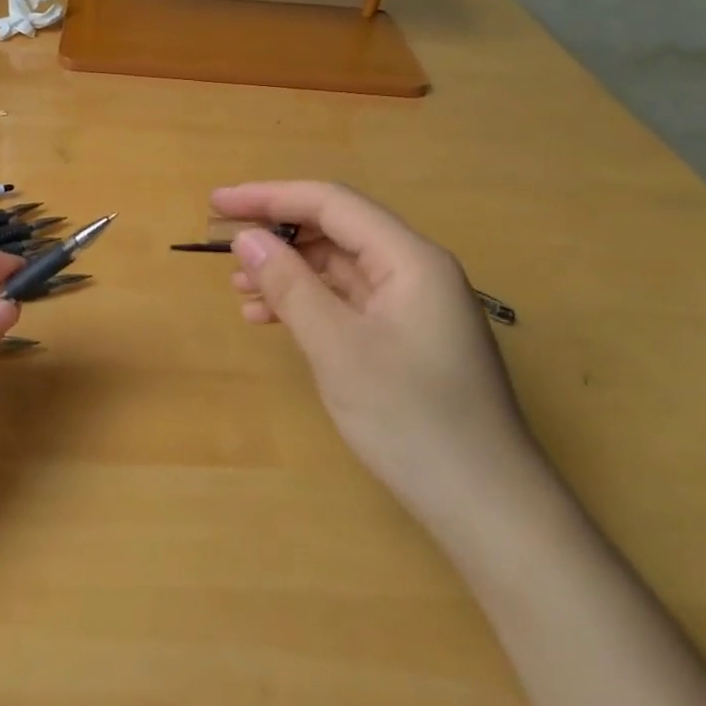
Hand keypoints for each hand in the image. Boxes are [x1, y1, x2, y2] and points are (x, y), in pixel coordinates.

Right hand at [212, 181, 541, 533]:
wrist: (488, 509)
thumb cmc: (413, 421)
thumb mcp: (338, 348)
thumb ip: (289, 285)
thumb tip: (247, 237)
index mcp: (410, 259)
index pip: (330, 203)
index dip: (269, 196)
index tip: (217, 201)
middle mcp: (415, 270)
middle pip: (335, 230)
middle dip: (277, 232)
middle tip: (221, 243)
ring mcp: (413, 305)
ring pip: (338, 267)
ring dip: (287, 270)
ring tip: (238, 287)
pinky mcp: (406, 337)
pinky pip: (347, 300)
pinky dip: (307, 302)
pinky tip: (270, 318)